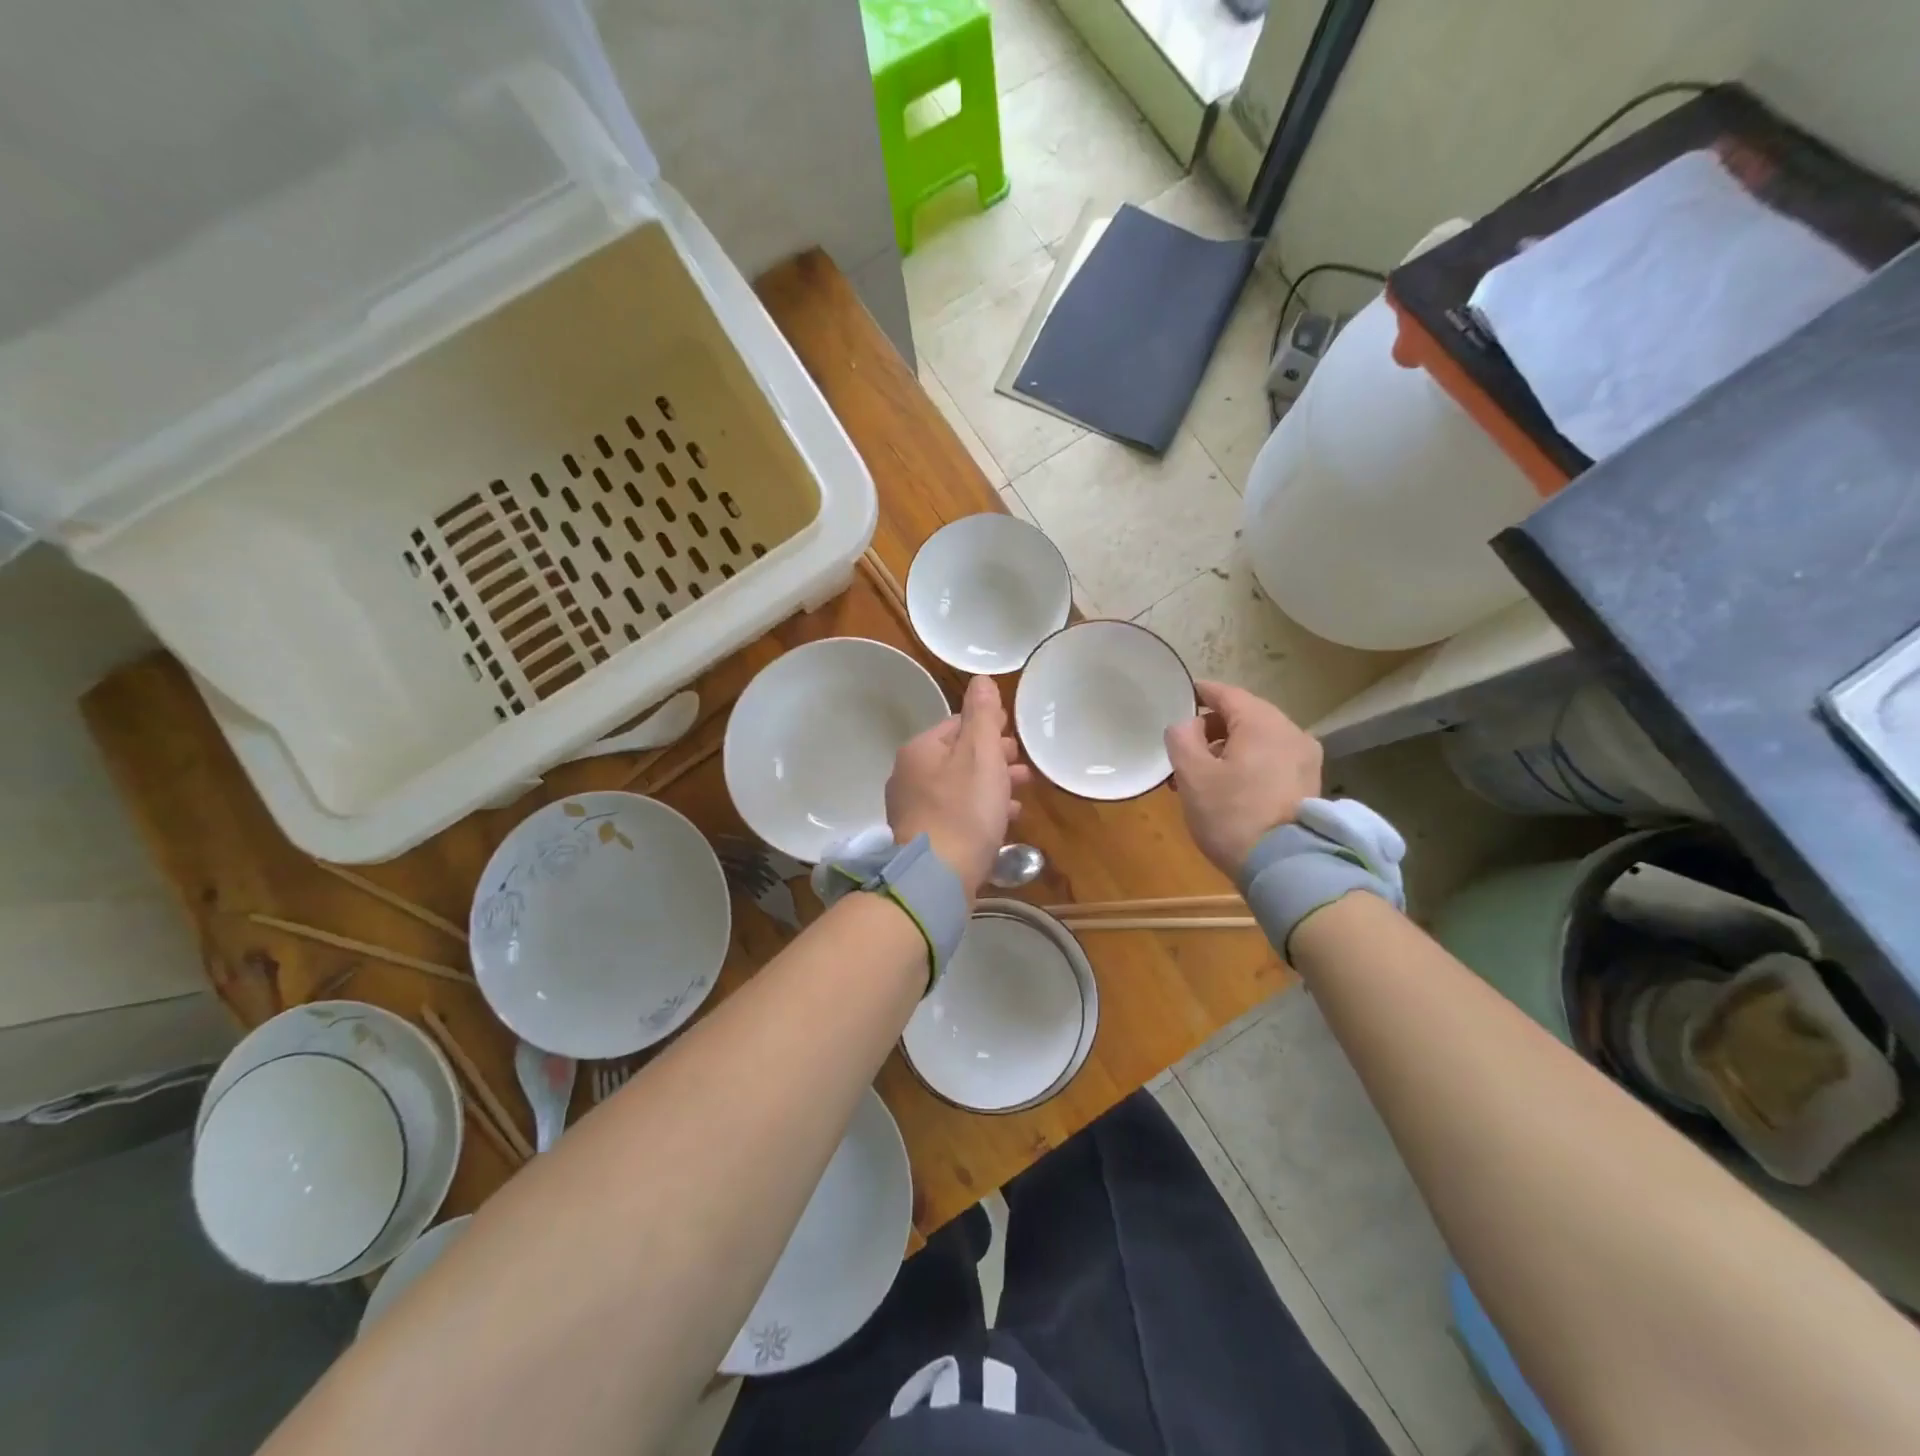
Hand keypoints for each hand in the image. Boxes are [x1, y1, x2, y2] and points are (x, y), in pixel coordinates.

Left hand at [887, 676, 1030, 896]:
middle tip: (1022, 766)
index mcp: (920, 750)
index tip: (1014, 735)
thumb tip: (981, 680)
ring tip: (1021, 792)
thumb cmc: (964, 810)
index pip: (957, 725)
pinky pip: (956, 814)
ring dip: (991, 785)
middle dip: (993, 758)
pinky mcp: (924, 838)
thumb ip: (983, 716)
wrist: (937, 877)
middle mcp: (909, 776)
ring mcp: (913, 809)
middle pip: (958, 757)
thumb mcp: (981, 754)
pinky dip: (980, 811)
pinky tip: (1005, 820)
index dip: (989, 727)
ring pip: (959, 787)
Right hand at [1164, 679, 1321, 877]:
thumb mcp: (1192, 775)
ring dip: (1228, 749)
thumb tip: (1187, 724)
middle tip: (1183, 750)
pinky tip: (1227, 788)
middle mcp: (1291, 732)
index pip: (1226, 694)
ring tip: (1200, 776)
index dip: (1199, 693)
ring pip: (1258, 741)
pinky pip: (1271, 760)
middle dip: (1211, 729)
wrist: (1285, 867)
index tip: (1179, 697)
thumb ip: (1181, 738)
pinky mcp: (1308, 784)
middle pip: (1244, 717)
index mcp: (1263, 722)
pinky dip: (1247, 764)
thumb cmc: (1232, 814)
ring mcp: (1305, 759)